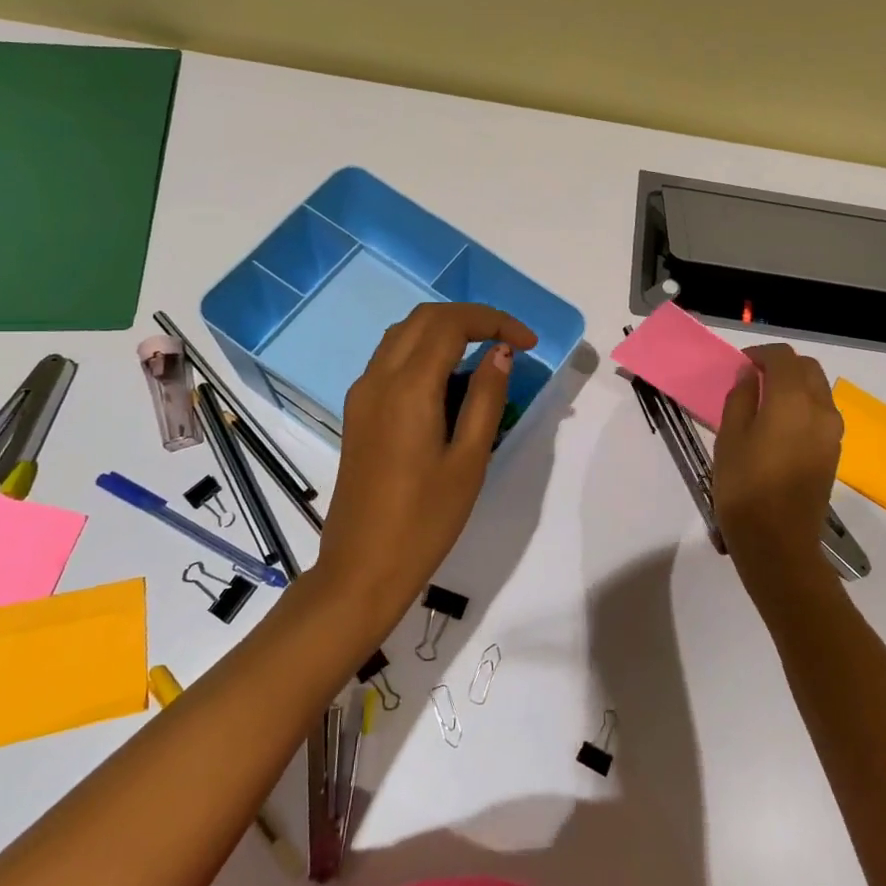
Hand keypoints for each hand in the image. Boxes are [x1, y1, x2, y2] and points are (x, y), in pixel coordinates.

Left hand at [317, 303, 536, 618]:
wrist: (361, 567)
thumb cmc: (425, 520)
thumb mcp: (470, 460)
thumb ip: (486, 398)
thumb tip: (500, 353)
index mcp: (408, 388)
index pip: (451, 324)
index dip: (494, 321)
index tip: (528, 343)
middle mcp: (378, 378)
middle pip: (423, 318)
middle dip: (470, 318)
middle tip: (509, 343)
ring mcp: (362, 394)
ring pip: (403, 335)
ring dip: (444, 331)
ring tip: (484, 358)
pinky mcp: (357, 412)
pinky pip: (390, 360)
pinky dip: (423, 352)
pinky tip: (449, 384)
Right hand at [711, 344, 843, 592]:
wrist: (778, 542)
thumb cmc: (744, 487)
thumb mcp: (729, 437)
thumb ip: (741, 398)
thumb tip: (749, 375)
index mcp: (793, 400)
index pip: (783, 357)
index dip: (760, 353)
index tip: (740, 364)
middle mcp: (821, 409)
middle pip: (807, 368)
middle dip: (782, 365)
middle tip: (752, 379)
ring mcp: (832, 432)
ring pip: (818, 390)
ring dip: (794, 385)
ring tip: (763, 402)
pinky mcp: (833, 452)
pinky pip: (820, 413)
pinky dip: (802, 405)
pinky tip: (777, 425)